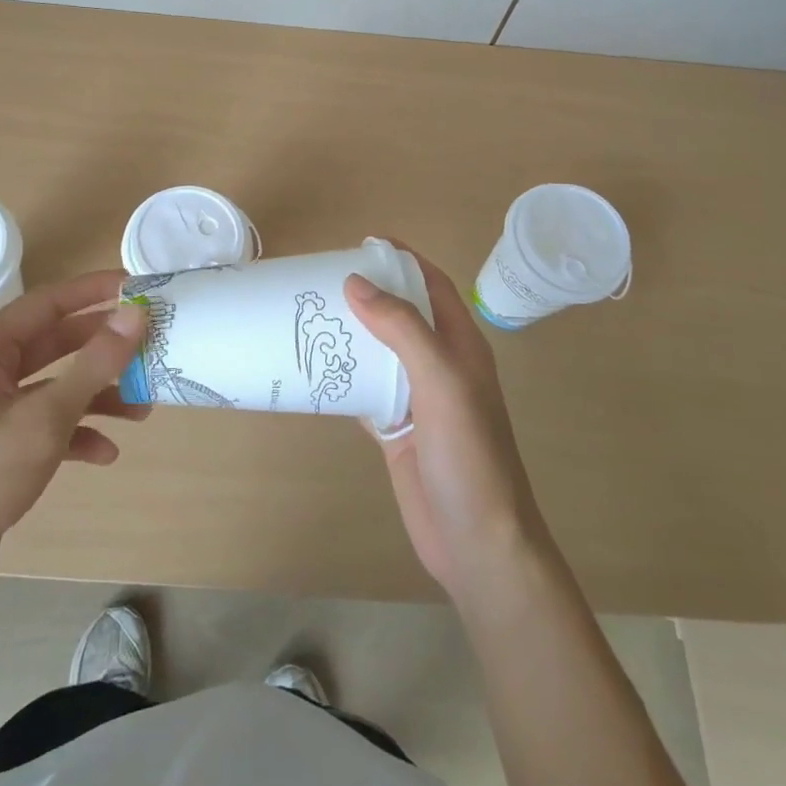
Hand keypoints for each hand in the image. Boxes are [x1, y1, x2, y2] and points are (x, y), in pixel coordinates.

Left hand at [0, 271, 148, 607]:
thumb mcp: (44, 417)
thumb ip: (94, 363)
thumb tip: (136, 313)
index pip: (48, 302)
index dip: (94, 291)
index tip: (138, 285)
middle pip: (55, 344)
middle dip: (104, 349)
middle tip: (150, 346)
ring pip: (54, 387)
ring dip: (97, 395)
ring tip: (142, 410)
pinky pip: (45, 426)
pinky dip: (76, 434)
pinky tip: (106, 453)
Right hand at [344, 255, 551, 604]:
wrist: (477, 542)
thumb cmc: (469, 454)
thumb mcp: (441, 381)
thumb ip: (402, 329)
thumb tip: (356, 282)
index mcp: (461, 345)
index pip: (433, 285)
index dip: (403, 259)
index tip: (362, 243)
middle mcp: (439, 365)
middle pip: (401, 315)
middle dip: (368, 293)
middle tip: (320, 279)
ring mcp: (417, 399)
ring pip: (379, 352)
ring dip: (350, 334)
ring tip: (307, 316)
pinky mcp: (396, 429)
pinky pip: (364, 391)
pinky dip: (341, 377)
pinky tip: (311, 369)